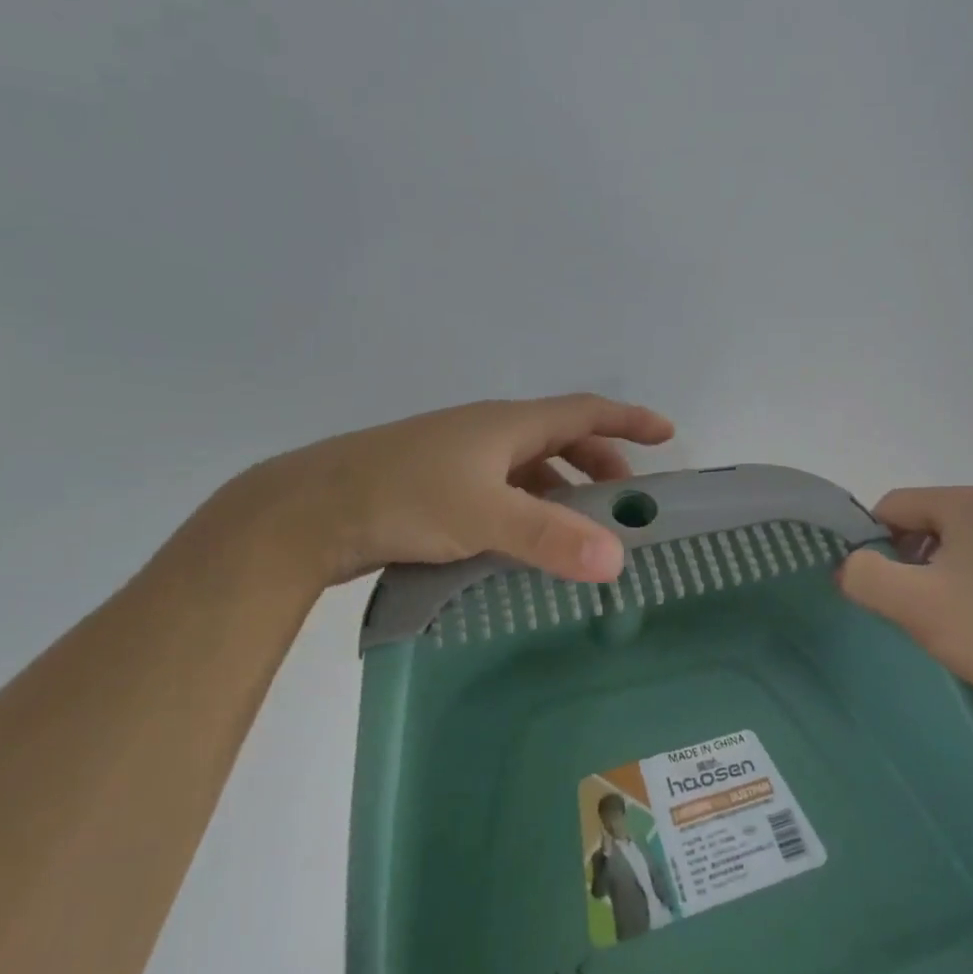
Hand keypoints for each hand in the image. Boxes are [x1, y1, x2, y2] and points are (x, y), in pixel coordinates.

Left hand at [210, 394, 675, 588]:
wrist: (306, 511)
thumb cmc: (403, 498)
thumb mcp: (484, 517)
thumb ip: (550, 539)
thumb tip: (617, 561)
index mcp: (507, 424)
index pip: (585, 411)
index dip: (629, 421)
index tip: (667, 434)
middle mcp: (488, 432)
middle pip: (561, 437)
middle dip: (600, 463)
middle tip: (625, 500)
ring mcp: (458, 457)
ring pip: (529, 466)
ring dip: (564, 488)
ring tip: (582, 526)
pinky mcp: (436, 485)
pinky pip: (502, 488)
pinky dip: (529, 506)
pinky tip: (525, 538)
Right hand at [836, 487, 972, 724]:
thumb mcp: (915, 604)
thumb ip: (865, 577)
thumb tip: (848, 566)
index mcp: (968, 502)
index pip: (893, 506)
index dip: (870, 543)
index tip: (873, 588)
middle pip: (928, 526)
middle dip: (908, 564)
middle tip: (908, 610)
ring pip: (963, 550)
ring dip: (942, 580)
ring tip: (947, 625)